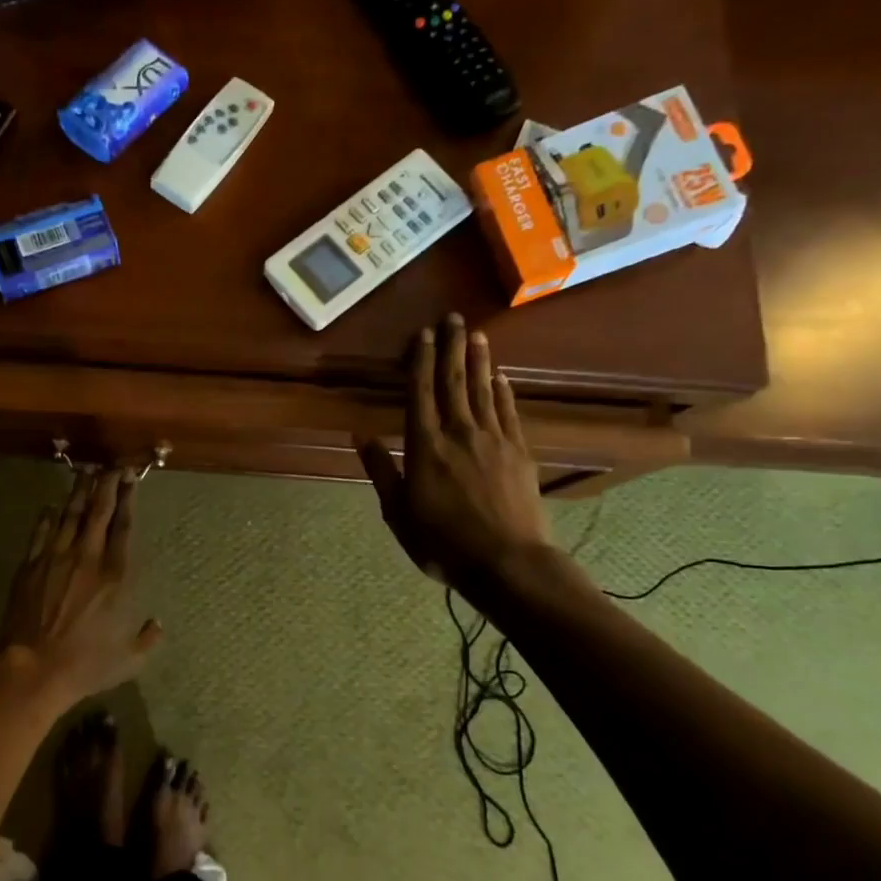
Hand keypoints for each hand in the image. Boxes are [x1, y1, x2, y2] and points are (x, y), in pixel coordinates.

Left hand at [0, 469, 162, 705]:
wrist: (34, 671)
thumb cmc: (85, 665)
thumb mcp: (128, 660)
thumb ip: (146, 639)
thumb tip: (156, 625)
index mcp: (115, 576)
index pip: (123, 526)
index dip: (127, 499)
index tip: (130, 478)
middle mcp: (87, 558)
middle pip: (97, 511)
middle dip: (105, 484)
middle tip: (110, 465)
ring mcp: (55, 559)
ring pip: (69, 515)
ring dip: (79, 492)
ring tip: (85, 473)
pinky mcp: (29, 567)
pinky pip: (40, 534)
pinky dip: (46, 518)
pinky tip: (51, 506)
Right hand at [359, 313, 553, 587]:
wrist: (506, 563)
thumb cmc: (442, 542)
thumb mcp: (398, 513)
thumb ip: (381, 471)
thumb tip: (361, 435)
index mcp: (425, 446)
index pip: (421, 392)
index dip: (421, 360)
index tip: (423, 334)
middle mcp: (459, 432)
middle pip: (454, 381)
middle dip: (452, 348)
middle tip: (453, 318)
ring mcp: (493, 440)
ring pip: (483, 390)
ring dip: (479, 360)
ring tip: (477, 335)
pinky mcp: (519, 452)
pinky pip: (508, 412)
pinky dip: (503, 391)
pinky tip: (501, 376)